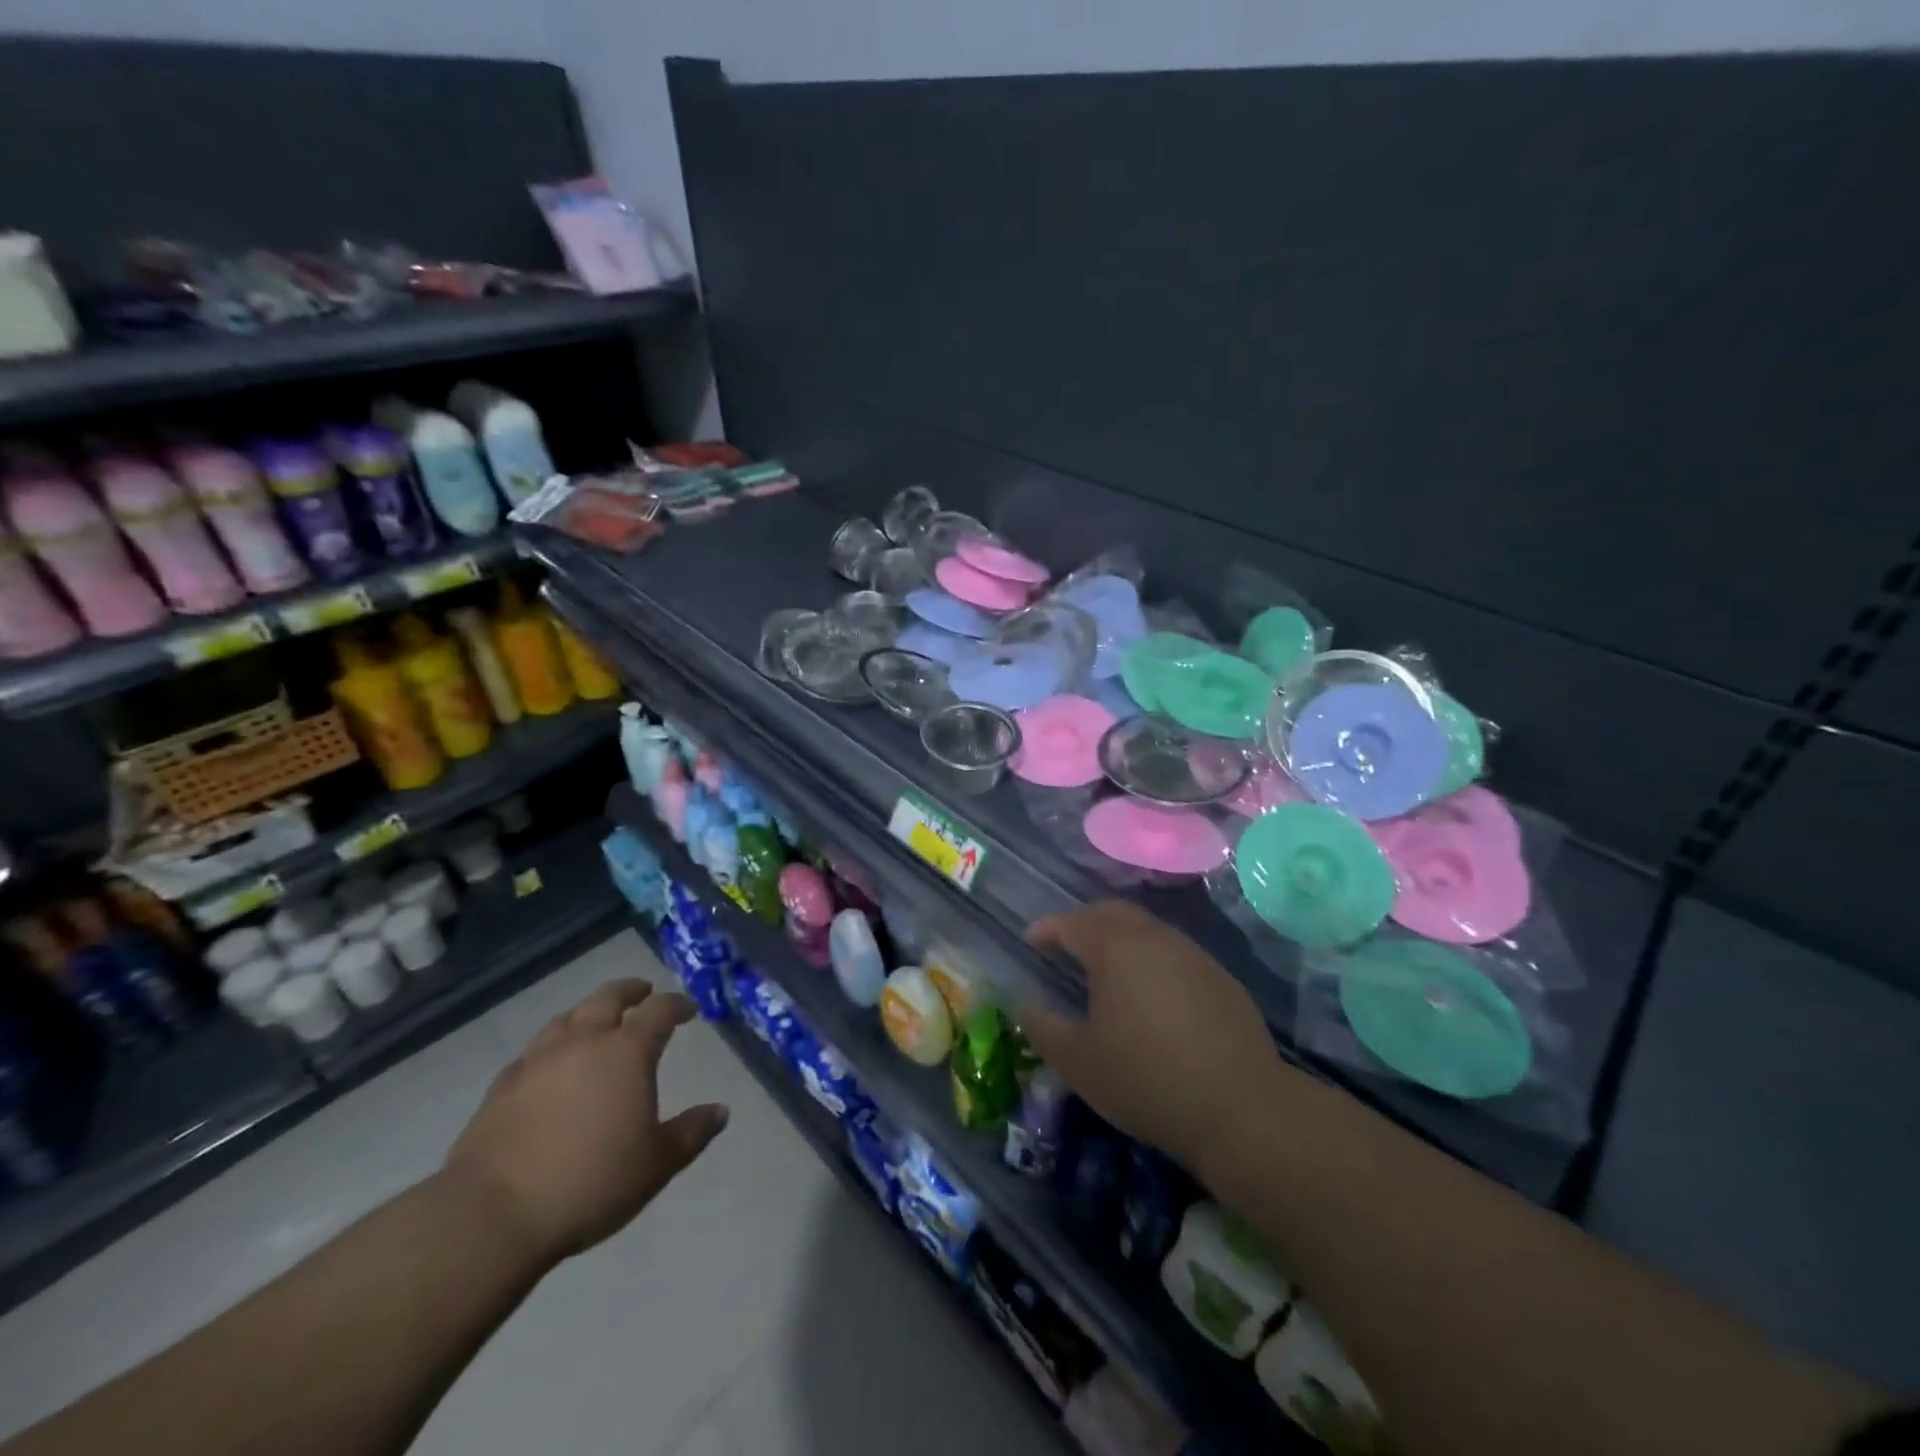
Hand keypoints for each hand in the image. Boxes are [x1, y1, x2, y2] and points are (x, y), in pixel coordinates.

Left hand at [443, 979, 728, 1264]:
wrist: (492, 1214)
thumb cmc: (590, 1182)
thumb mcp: (656, 1164)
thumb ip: (691, 1133)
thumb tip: (720, 1111)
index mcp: (626, 1052)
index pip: (659, 1011)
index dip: (677, 1004)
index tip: (688, 1008)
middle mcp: (583, 1042)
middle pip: (608, 998)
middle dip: (630, 991)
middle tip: (643, 992)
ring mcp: (537, 1061)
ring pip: (567, 1018)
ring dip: (588, 1013)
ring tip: (596, 1022)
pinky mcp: (501, 1086)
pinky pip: (534, 1051)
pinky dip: (552, 1047)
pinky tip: (550, 1066)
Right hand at [1021, 901, 1279, 1174]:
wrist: (1241, 1107)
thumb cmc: (1146, 1079)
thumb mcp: (1079, 1062)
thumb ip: (1043, 1028)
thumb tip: (1024, 1005)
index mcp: (1114, 949)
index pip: (1073, 923)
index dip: (1048, 928)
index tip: (1032, 939)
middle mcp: (1153, 938)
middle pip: (1112, 912)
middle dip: (1084, 921)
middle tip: (1066, 943)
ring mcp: (1192, 955)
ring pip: (1147, 929)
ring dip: (1120, 938)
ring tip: (1106, 968)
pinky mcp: (1220, 977)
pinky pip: (1174, 953)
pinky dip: (1151, 958)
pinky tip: (1151, 993)